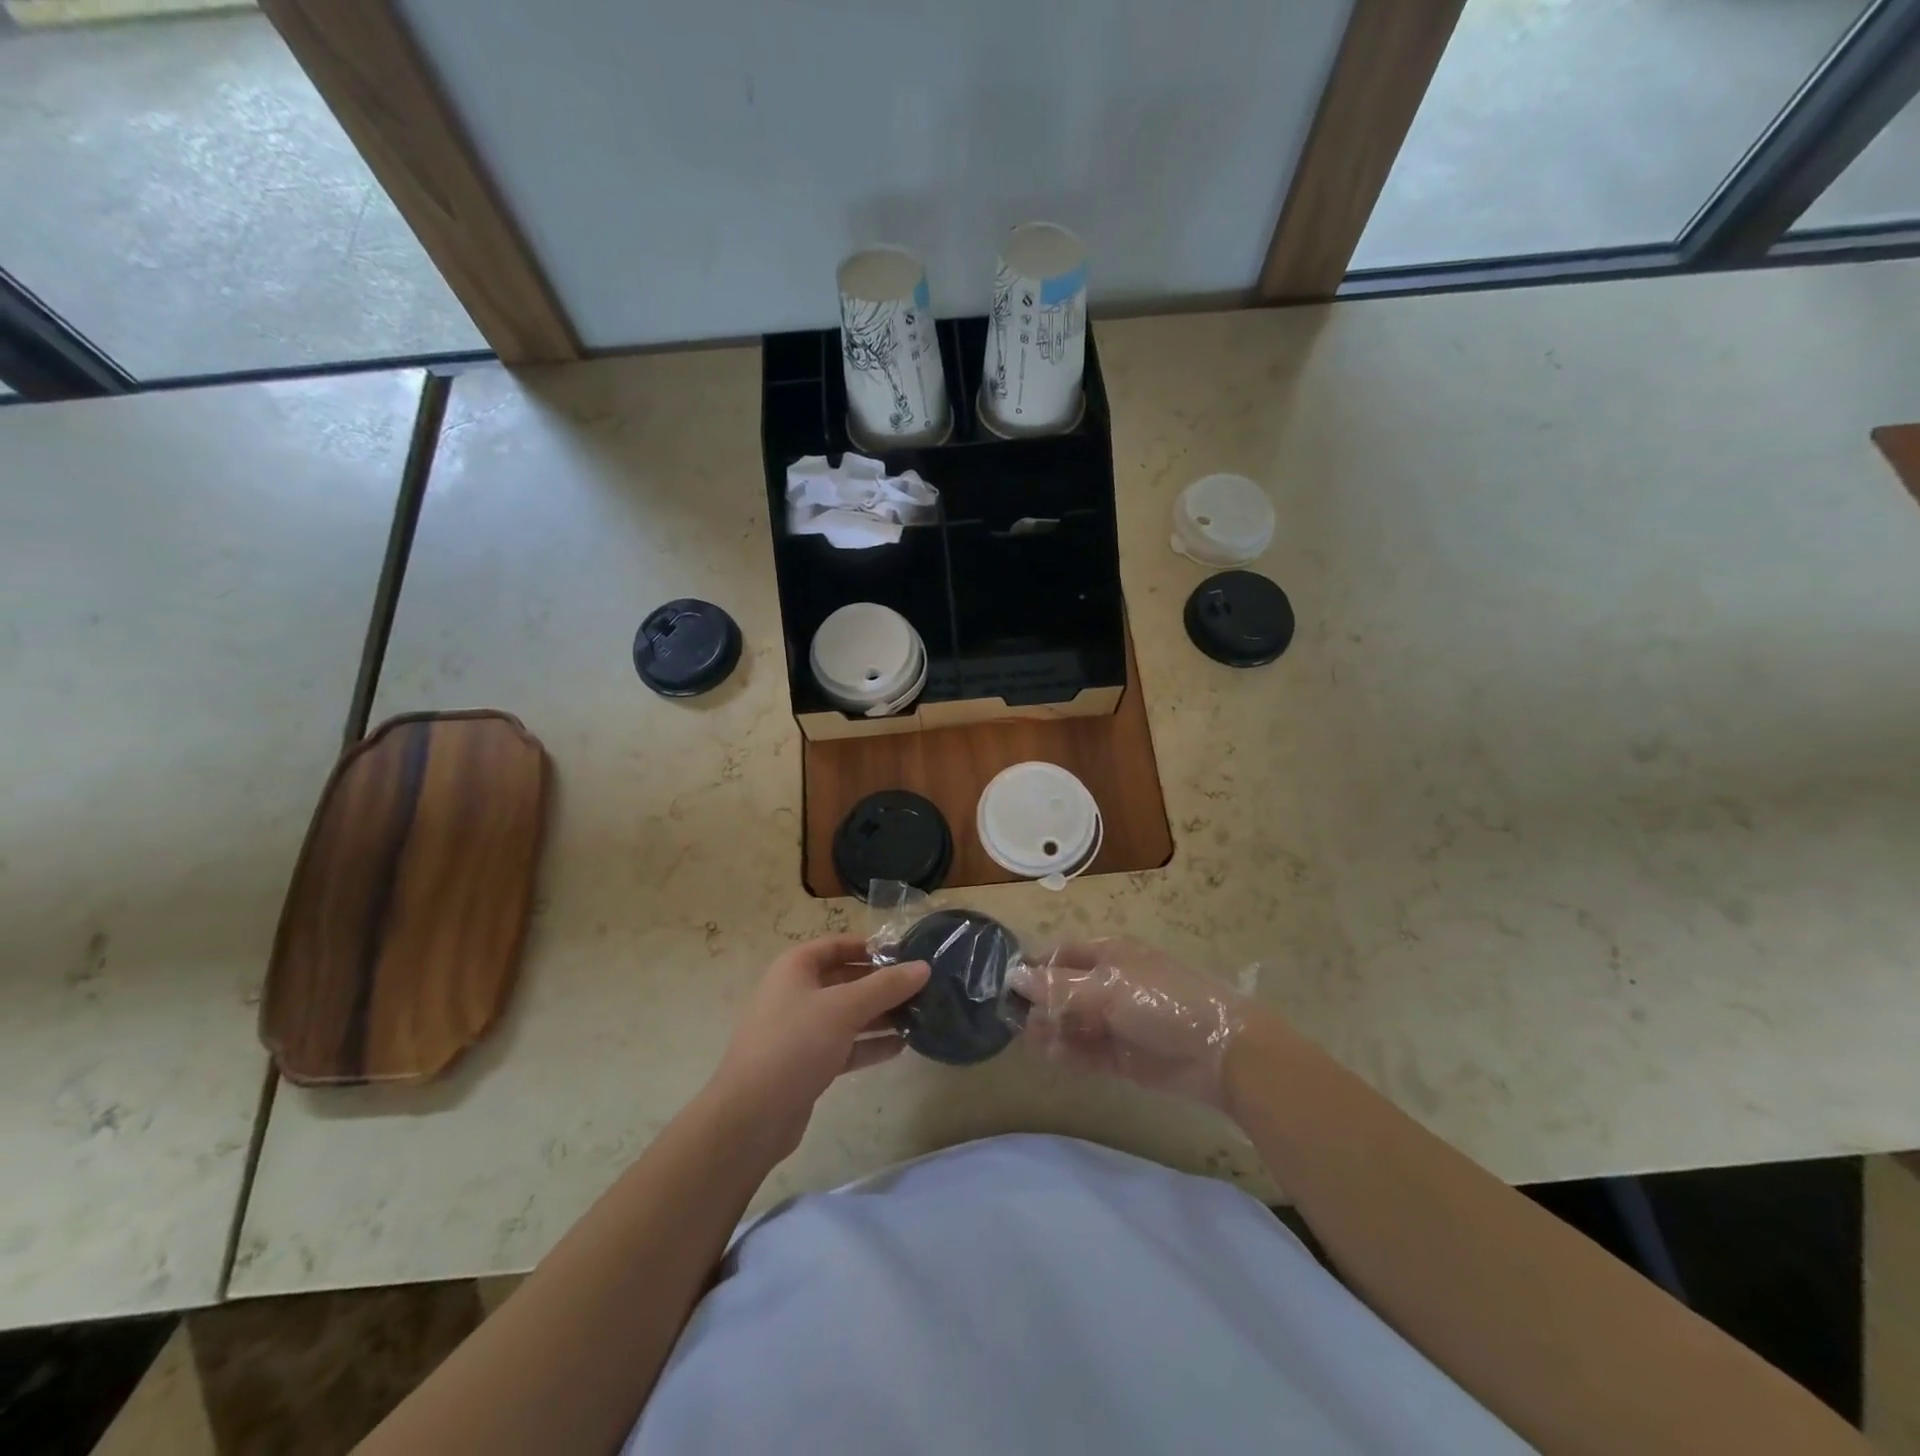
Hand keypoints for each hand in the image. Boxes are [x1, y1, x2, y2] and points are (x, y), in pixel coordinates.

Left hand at [708, 934, 929, 1160]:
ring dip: (881, 1014)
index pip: (837, 944)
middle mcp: (796, 993)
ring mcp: (801, 1030)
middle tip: (922, 987)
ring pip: (848, 1014)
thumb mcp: (844, 1008)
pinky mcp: (808, 1063)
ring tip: (921, 1015)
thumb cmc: (795, 1044)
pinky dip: (870, 1043)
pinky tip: (902, 1045)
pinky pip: (845, 1044)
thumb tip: (924, 967)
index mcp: (796, 968)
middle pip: (846, 979)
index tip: (907, 954)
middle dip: (882, 983)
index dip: (870, 946)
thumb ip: (886, 986)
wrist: (751, 1116)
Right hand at [1009, 937, 1249, 1107]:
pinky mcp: (1122, 1056)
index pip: (1062, 955)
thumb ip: (1060, 987)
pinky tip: (1048, 1054)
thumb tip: (1015, 977)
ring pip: (1072, 1022)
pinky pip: (1086, 1051)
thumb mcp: (1108, 988)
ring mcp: (1116, 1021)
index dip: (1035, 967)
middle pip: (1063, 990)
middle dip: (1039, 1002)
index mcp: (1110, 954)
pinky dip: (1067, 1052)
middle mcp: (1109, 984)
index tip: (1005, 984)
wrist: (1221, 1052)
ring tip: (1027, 1039)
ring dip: (1050, 1028)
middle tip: (1010, 1018)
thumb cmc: (1162, 1002)